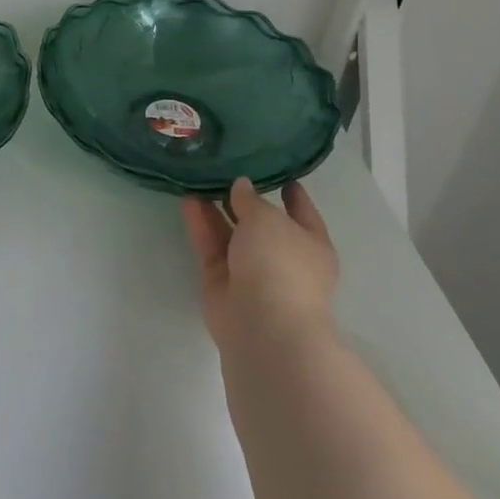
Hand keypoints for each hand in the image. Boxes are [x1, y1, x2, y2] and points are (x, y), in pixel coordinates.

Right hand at [182, 177, 337, 350]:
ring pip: (232, 235)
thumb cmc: (280, 264)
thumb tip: (241, 186)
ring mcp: (252, 273)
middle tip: (224, 172)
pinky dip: (202, 226)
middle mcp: (283, 258)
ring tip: (198, 181)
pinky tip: (188, 202)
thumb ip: (251, 200)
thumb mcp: (267, 218)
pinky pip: (212, 248)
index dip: (292, 193)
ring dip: (216, 210)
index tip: (278, 173)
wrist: (263, 326)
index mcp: (311, 244)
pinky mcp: (222, 284)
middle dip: (244, 201)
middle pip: (262, 224)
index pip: (302, 212)